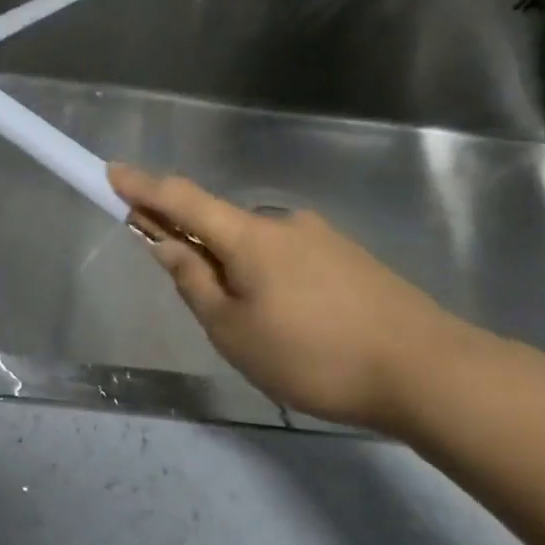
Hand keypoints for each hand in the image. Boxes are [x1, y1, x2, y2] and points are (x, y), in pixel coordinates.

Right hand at [109, 163, 485, 432]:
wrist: (434, 374)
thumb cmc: (314, 354)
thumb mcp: (233, 330)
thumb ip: (194, 282)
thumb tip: (167, 245)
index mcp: (248, 236)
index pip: (181, 199)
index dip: (142, 186)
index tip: (110, 171)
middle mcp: (283, 224)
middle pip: (219, 223)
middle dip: (191, 240)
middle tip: (184, 279)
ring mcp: (323, 240)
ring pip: (257, 246)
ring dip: (234, 266)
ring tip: (251, 325)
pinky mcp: (352, 262)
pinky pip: (289, 260)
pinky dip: (269, 277)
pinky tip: (291, 323)